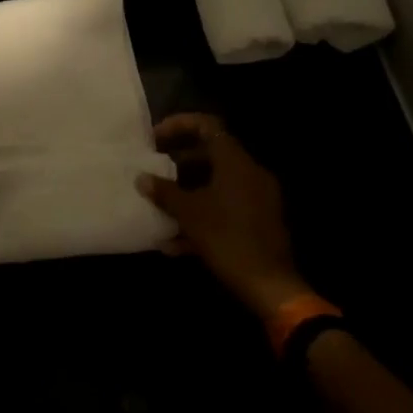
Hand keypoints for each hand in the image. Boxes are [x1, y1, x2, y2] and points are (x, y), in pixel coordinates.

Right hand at [137, 113, 312, 321]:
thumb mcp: (189, 214)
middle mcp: (250, 173)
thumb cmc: (227, 240)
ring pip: (216, 182)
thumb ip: (164, 192)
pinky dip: (202, 213)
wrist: (270, 286)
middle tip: (154, 168)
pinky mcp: (259, 221)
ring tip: (161, 205)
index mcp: (236, 163)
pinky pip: (226, 206)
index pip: (207, 126)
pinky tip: (176, 241)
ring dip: (187, 190)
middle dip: (179, 160)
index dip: (178, 125)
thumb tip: (142, 178)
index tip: (155, 138)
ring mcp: (258, 198)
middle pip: (211, 153)